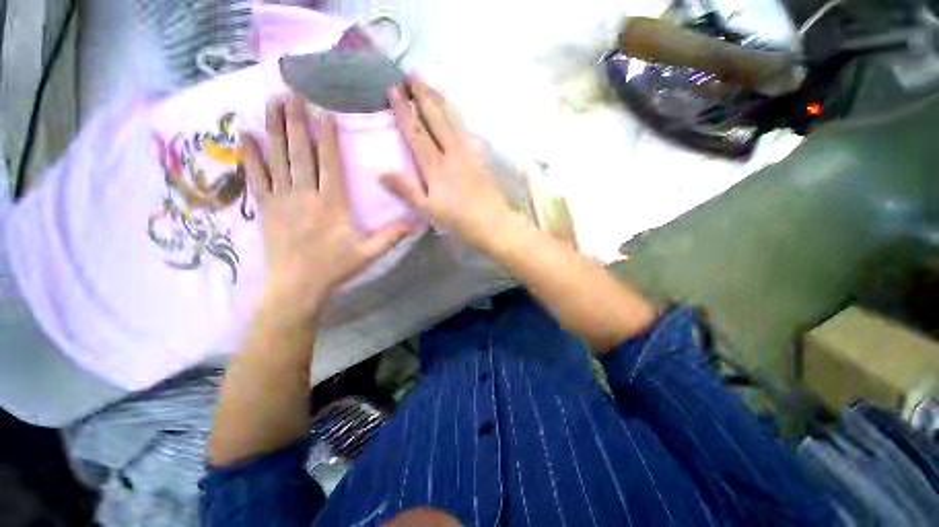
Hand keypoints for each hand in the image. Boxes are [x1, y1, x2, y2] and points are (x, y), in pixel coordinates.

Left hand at [241, 96, 411, 318]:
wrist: (297, 287)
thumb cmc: (335, 268)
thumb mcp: (369, 253)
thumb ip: (391, 237)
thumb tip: (415, 224)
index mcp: (332, 204)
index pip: (329, 163)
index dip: (326, 136)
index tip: (323, 112)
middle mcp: (305, 195)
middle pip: (300, 153)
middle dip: (296, 121)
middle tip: (291, 93)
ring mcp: (281, 200)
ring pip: (277, 158)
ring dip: (274, 129)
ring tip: (270, 103)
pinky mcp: (265, 208)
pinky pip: (255, 177)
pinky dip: (249, 156)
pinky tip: (244, 136)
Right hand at [381, 77, 514, 251]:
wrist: (494, 223)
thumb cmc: (459, 221)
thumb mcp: (428, 211)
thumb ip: (406, 191)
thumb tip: (381, 173)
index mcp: (436, 167)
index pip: (417, 133)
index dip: (404, 111)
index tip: (394, 90)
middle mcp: (452, 153)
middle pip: (436, 119)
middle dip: (422, 94)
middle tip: (412, 72)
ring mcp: (469, 153)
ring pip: (453, 120)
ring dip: (440, 99)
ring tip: (430, 83)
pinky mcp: (481, 157)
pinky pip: (466, 130)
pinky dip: (457, 116)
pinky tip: (455, 112)